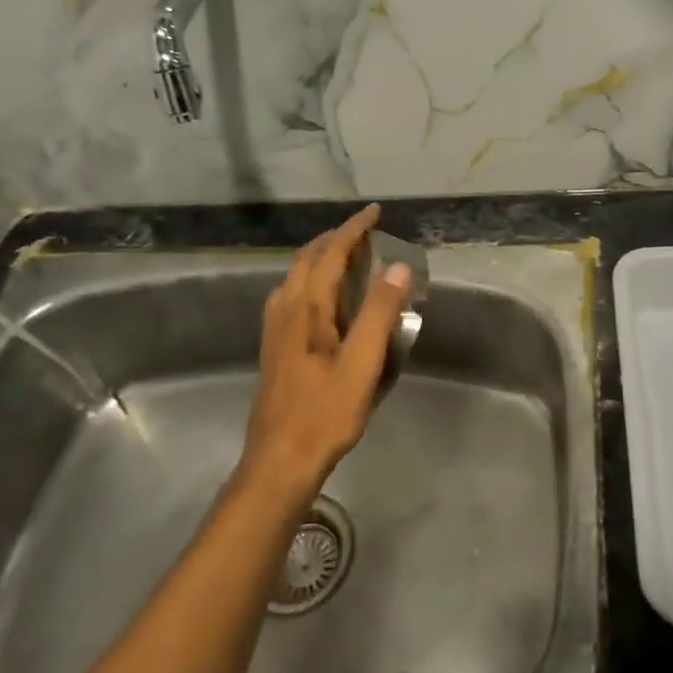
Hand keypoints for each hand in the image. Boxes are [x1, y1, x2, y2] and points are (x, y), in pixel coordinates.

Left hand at [237, 205, 411, 503]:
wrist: (279, 461)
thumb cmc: (325, 413)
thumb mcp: (362, 364)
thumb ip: (379, 313)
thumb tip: (398, 267)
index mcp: (306, 309)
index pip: (330, 254)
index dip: (352, 230)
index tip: (374, 212)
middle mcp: (285, 310)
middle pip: (306, 259)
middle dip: (334, 238)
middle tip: (363, 231)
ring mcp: (274, 330)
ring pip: (295, 277)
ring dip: (320, 257)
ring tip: (346, 256)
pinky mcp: (274, 348)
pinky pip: (292, 295)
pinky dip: (311, 279)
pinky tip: (322, 299)